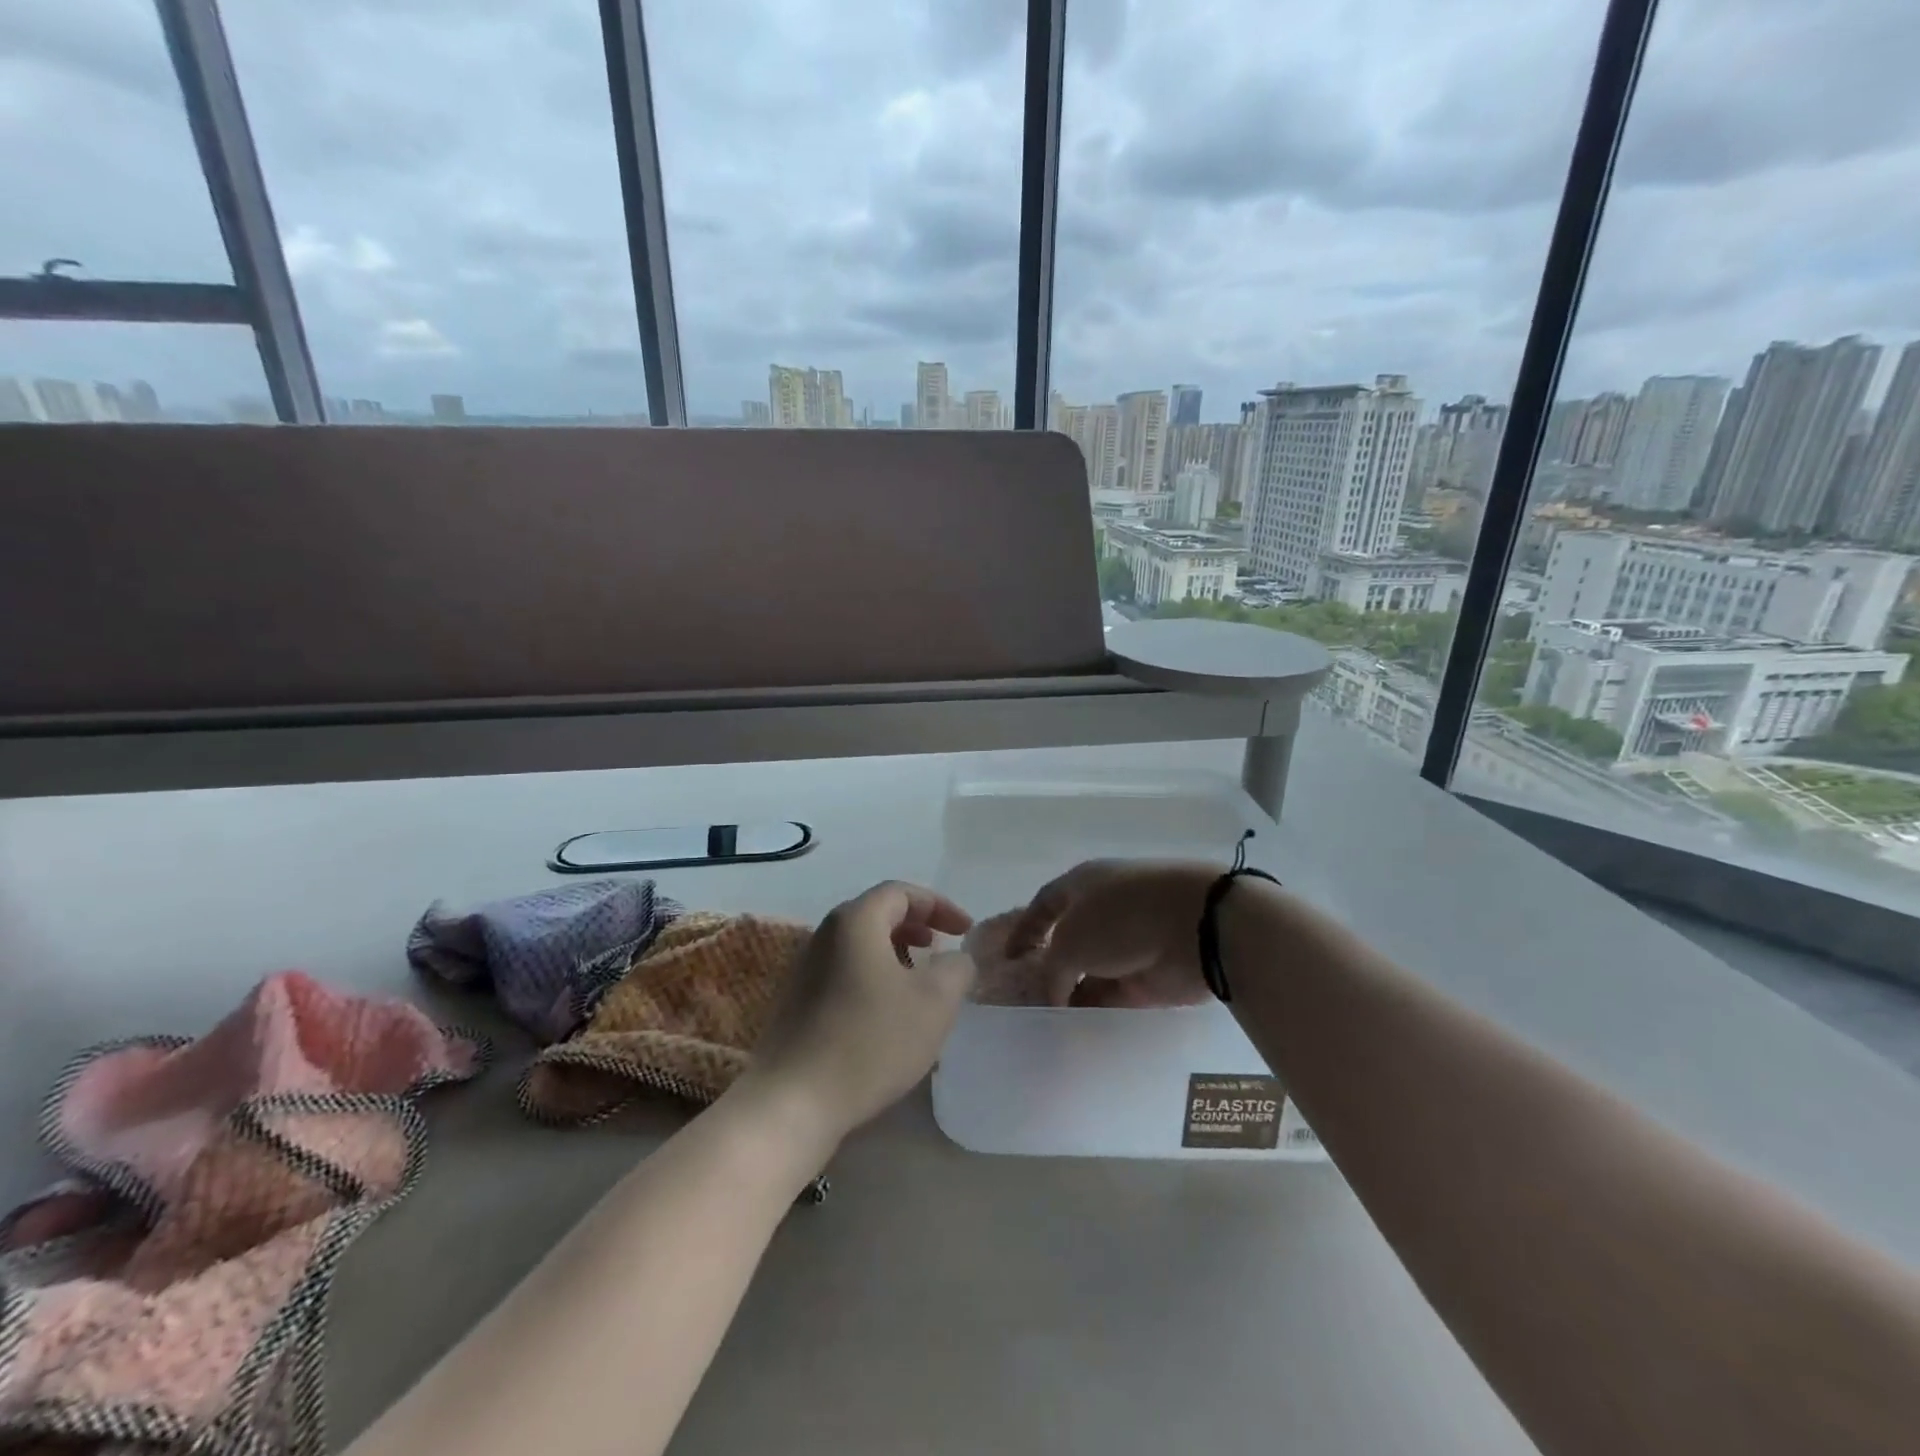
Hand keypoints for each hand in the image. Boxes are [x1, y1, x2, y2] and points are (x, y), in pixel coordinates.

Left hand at [744, 882, 974, 1146]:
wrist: (793, 1102)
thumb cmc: (870, 1042)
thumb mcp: (934, 1003)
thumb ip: (956, 969)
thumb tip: (955, 959)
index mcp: (855, 921)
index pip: (900, 892)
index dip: (938, 905)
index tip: (965, 930)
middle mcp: (825, 934)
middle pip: (877, 913)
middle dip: (916, 926)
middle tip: (941, 949)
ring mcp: (805, 967)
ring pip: (860, 943)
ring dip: (895, 952)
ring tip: (918, 981)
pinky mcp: (797, 1000)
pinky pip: (844, 969)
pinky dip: (873, 974)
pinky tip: (887, 1011)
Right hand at [1005, 859, 1221, 1007]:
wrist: (1196, 927)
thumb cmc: (1122, 918)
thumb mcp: (1070, 941)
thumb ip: (1052, 971)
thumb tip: (1054, 994)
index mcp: (1083, 884)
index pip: (1045, 904)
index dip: (1024, 929)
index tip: (1008, 958)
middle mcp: (1104, 909)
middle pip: (1068, 939)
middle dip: (1048, 966)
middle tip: (1025, 996)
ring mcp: (1128, 943)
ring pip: (1091, 970)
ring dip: (1071, 993)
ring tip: (1045, 1022)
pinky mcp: (1150, 975)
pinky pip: (1114, 994)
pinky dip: (1096, 1009)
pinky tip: (1076, 1031)